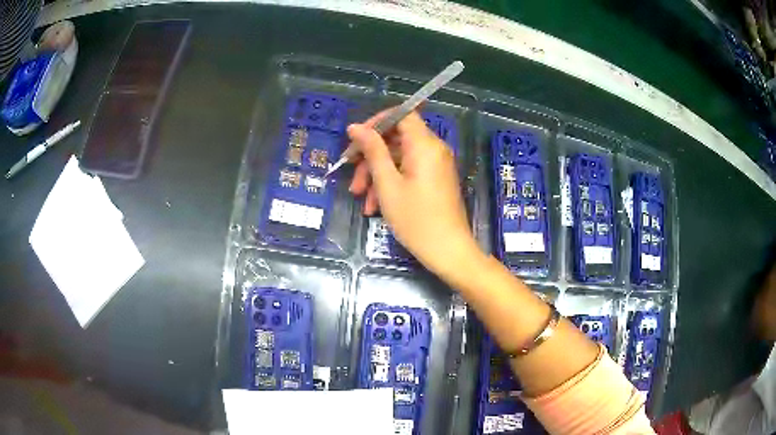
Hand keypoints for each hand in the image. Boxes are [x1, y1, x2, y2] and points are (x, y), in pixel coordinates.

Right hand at [347, 109, 479, 276]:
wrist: (448, 251)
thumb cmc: (416, 218)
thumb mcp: (387, 184)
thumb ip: (372, 151)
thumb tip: (355, 127)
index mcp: (424, 144)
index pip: (402, 114)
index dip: (377, 122)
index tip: (356, 139)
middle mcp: (434, 149)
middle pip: (397, 138)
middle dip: (371, 156)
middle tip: (352, 176)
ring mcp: (436, 165)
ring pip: (400, 158)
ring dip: (377, 175)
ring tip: (361, 198)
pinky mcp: (435, 180)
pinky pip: (409, 172)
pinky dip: (391, 183)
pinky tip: (375, 206)